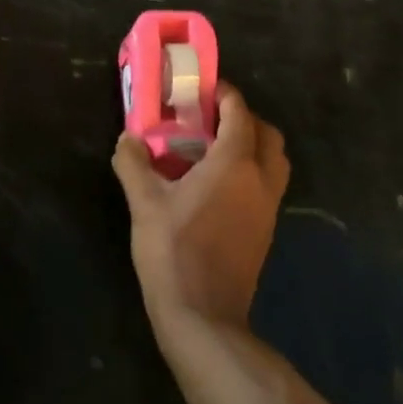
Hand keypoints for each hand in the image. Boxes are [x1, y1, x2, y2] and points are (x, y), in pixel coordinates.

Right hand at [112, 84, 288, 336]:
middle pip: (267, 134)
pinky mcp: (266, 229)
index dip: (224, 95)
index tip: (204, 89)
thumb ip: (134, 164)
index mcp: (235, 164)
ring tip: (215, 151)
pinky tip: (219, 185)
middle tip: (210, 120)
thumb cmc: (173, 251)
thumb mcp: (144, 204)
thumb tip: (127, 139)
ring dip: (253, 145)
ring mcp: (269, 207)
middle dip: (244, 118)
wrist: (204, 314)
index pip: (239, 114)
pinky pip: (268, 184)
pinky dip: (252, 171)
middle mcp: (261, 179)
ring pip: (274, 161)